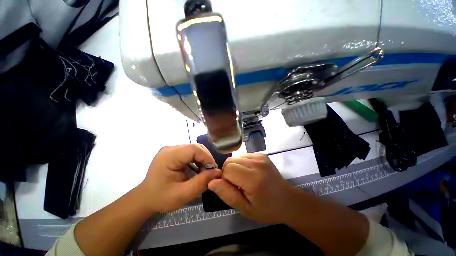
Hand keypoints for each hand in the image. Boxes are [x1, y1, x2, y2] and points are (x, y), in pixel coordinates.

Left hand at [139, 144, 220, 212]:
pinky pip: (191, 152)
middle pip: (196, 147)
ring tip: (204, 171)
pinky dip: (197, 159)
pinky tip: (197, 169)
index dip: (207, 157)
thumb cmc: (161, 198)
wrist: (146, 198)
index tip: (213, 171)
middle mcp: (170, 148)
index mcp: (169, 156)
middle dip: (206, 158)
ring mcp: (172, 149)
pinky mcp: (174, 152)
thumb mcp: (182, 195)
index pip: (194, 149)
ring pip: (195, 148)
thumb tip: (217, 172)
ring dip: (203, 159)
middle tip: (210, 172)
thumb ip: (201, 183)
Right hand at [208, 153, 301, 223]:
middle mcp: (257, 162)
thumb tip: (211, 182)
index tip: (233, 189)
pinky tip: (249, 172)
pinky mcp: (261, 154)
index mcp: (253, 178)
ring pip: (235, 157)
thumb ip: (227, 195)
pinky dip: (241, 163)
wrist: (287, 200)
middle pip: (230, 160)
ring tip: (243, 179)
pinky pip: (243, 155)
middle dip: (228, 172)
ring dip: (235, 167)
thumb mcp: (245, 209)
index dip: (225, 180)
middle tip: (237, 184)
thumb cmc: (267, 209)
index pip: (227, 169)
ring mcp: (260, 156)